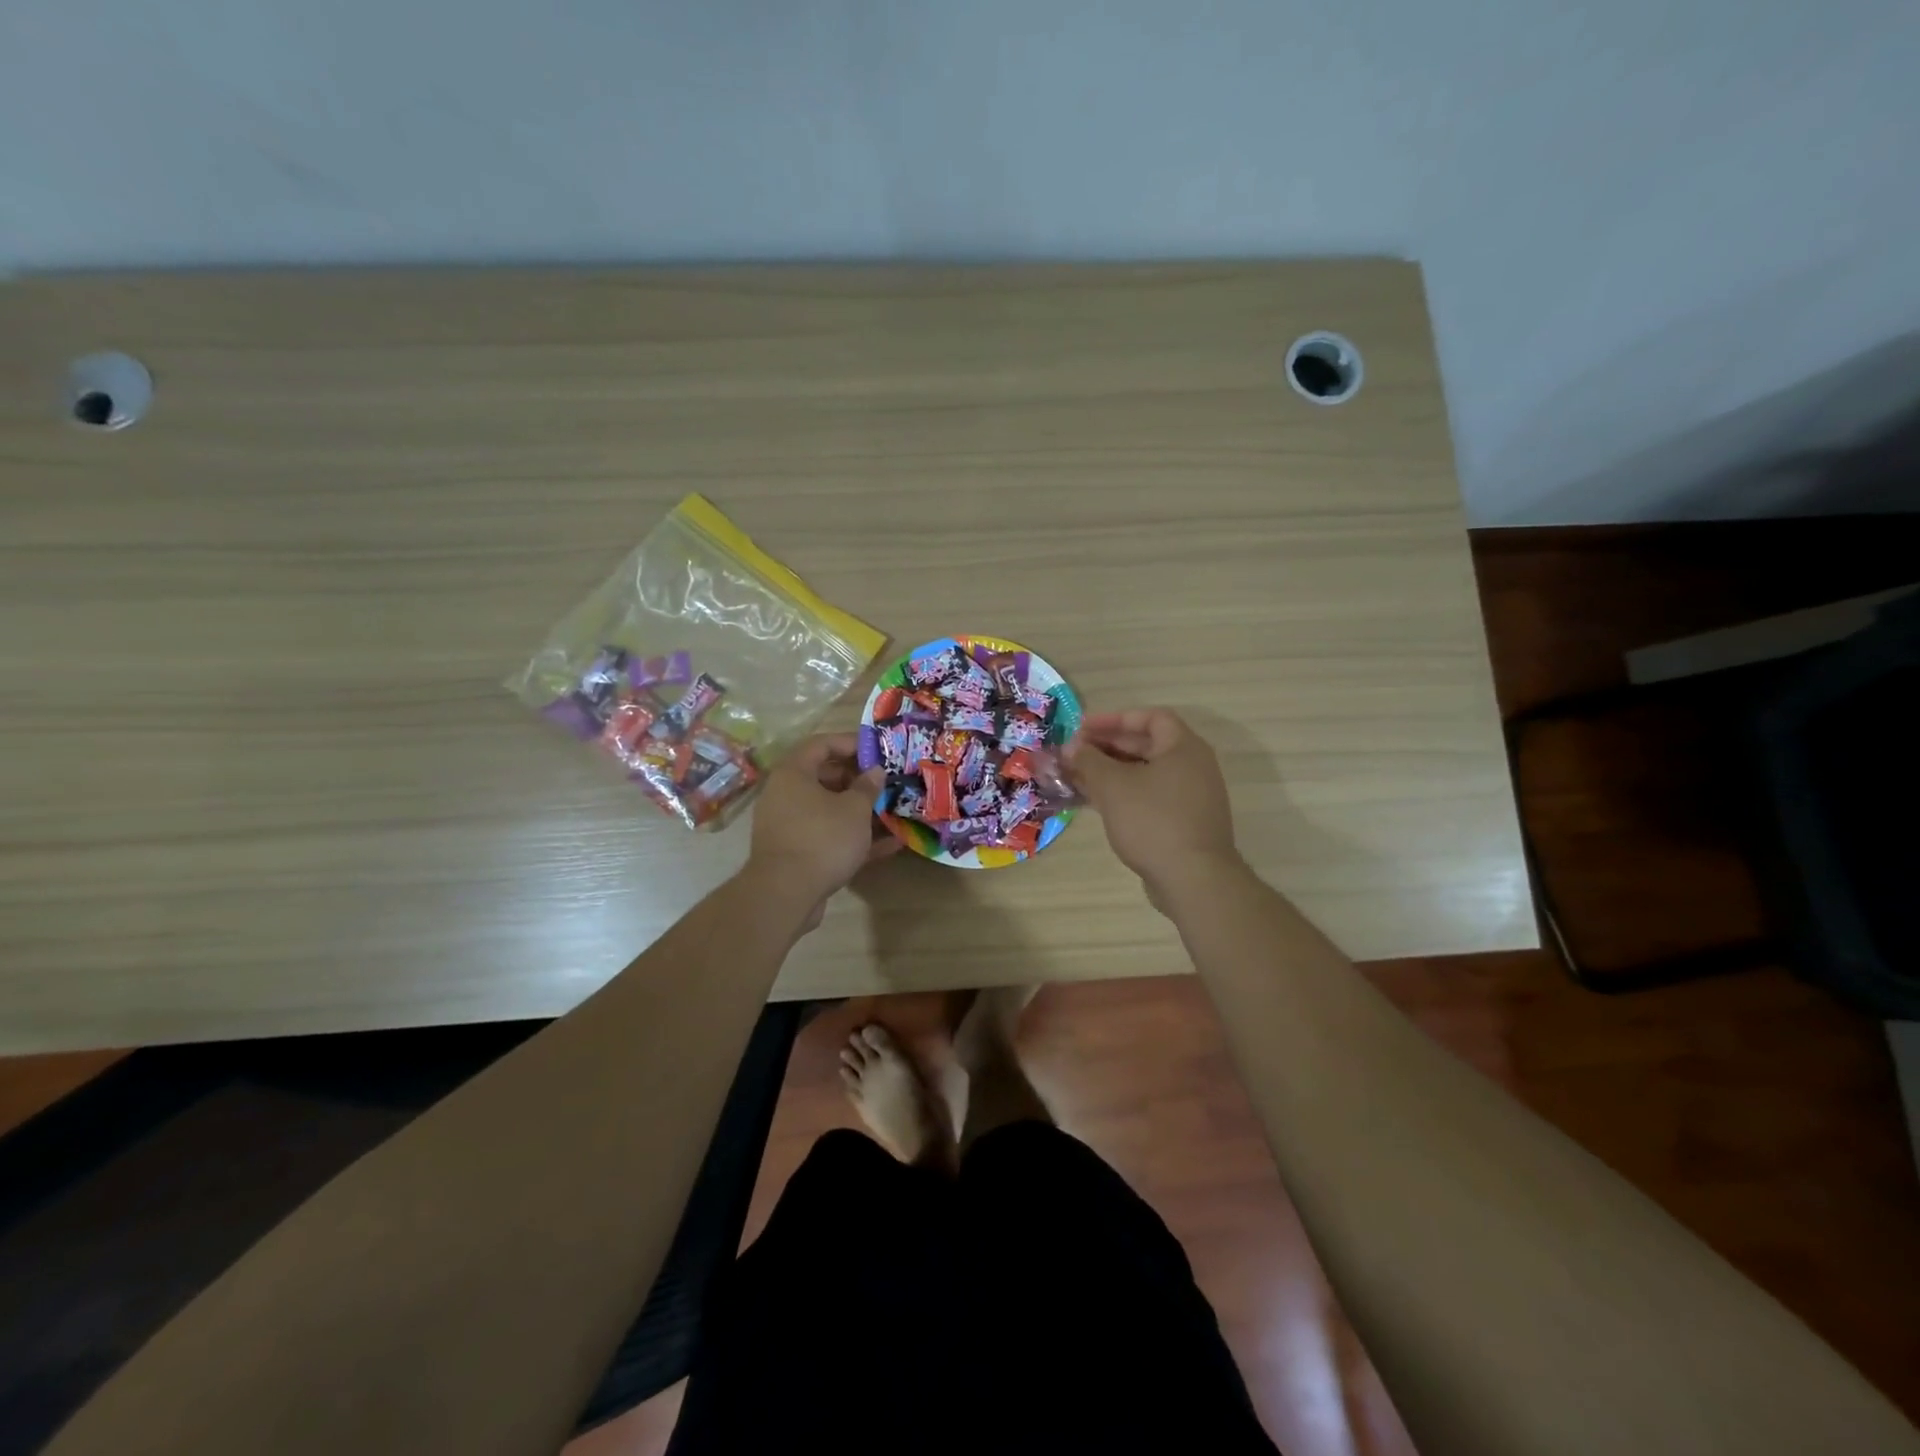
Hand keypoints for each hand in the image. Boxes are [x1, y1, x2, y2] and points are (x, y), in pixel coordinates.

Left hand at [747, 733, 896, 922]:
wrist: (786, 894)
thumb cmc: (822, 838)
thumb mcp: (854, 809)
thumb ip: (867, 787)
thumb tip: (875, 771)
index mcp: (794, 773)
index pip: (822, 744)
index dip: (851, 742)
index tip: (878, 750)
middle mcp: (786, 794)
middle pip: (825, 777)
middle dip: (859, 779)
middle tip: (887, 782)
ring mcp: (790, 825)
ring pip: (829, 809)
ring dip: (860, 810)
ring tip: (892, 810)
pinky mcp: (797, 852)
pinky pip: (829, 836)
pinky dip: (855, 837)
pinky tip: (891, 845)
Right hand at [1062, 709, 1238, 897]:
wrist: (1193, 879)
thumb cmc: (1152, 821)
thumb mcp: (1113, 786)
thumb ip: (1089, 761)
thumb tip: (1071, 747)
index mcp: (1183, 748)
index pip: (1150, 717)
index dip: (1114, 719)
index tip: (1082, 728)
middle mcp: (1193, 766)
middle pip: (1146, 745)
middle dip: (1107, 747)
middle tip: (1074, 754)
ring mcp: (1190, 796)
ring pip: (1145, 774)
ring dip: (1111, 772)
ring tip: (1077, 777)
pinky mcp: (1184, 822)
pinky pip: (1149, 796)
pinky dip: (1123, 794)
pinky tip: (1096, 803)